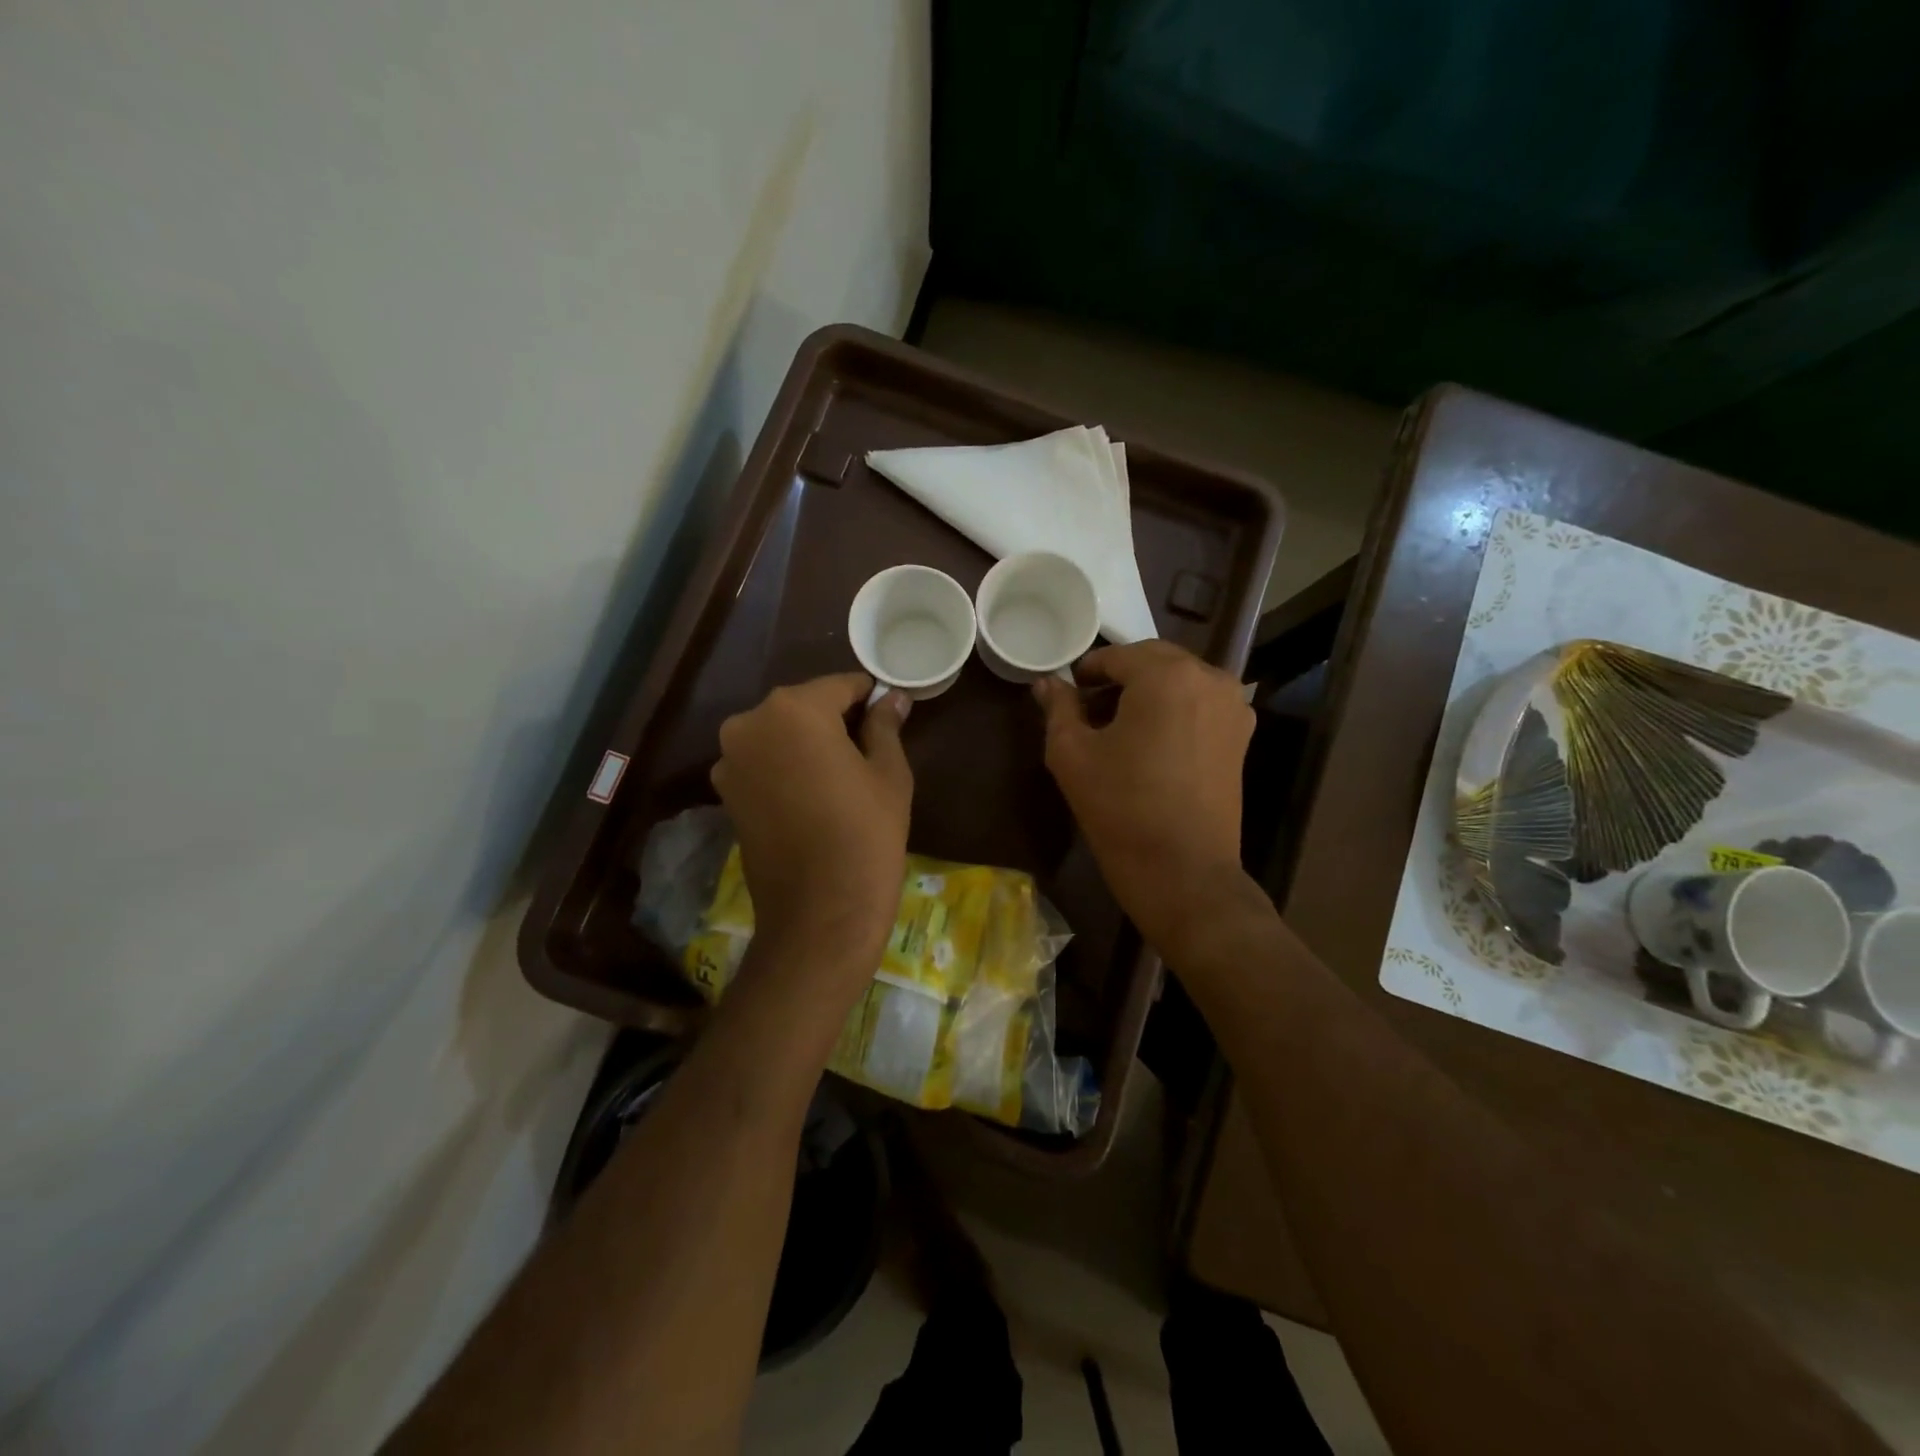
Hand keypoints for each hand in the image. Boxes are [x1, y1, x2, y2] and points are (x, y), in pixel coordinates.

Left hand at [711, 673, 912, 973]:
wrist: (820, 913)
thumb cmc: (866, 834)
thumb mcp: (888, 773)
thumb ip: (885, 725)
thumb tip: (892, 698)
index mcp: (793, 709)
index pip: (840, 686)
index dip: (869, 697)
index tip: (889, 713)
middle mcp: (749, 723)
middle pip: (803, 707)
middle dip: (835, 719)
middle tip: (869, 748)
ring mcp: (730, 760)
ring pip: (780, 734)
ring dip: (807, 743)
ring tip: (840, 776)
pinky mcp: (724, 793)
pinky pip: (763, 762)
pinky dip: (786, 767)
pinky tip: (813, 795)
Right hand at [1034, 642, 1254, 959]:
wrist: (1183, 871)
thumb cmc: (1121, 808)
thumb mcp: (1072, 754)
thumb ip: (1059, 708)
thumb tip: (1046, 683)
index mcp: (1167, 675)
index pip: (1117, 655)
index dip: (1087, 670)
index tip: (1068, 692)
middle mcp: (1209, 678)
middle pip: (1154, 661)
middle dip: (1120, 677)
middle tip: (1089, 707)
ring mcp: (1232, 707)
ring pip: (1179, 681)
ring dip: (1148, 692)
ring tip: (1119, 727)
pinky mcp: (1241, 736)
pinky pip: (1200, 704)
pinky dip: (1173, 710)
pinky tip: (1150, 743)